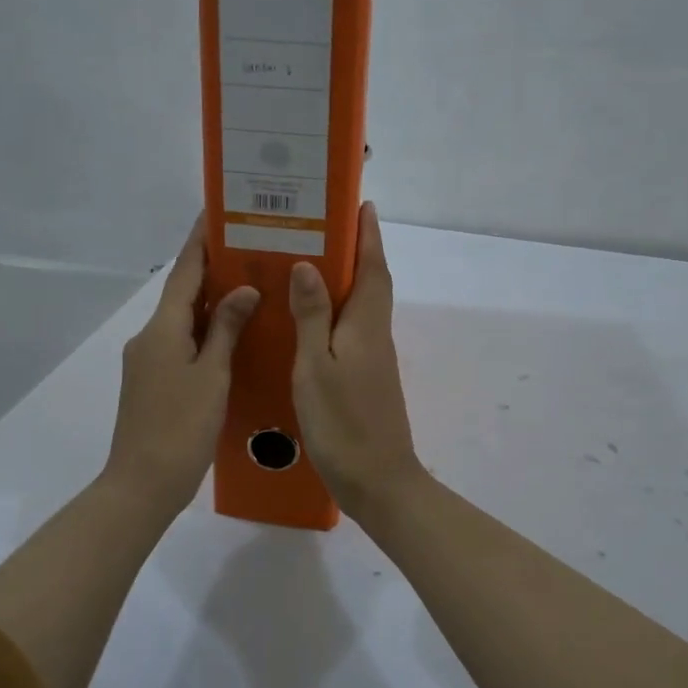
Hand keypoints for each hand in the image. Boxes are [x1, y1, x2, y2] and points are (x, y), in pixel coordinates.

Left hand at [102, 216, 259, 513]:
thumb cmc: (181, 427)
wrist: (142, 484)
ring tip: (248, 284)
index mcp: (163, 329)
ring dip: (210, 300)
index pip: (184, 272)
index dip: (201, 241)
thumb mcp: (211, 376)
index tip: (217, 211)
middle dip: (211, 268)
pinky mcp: (152, 381)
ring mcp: (148, 360)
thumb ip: (226, 329)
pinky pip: (182, 341)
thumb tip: (244, 289)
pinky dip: (205, 329)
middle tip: (249, 248)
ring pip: (183, 318)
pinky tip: (232, 334)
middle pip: (182, 292)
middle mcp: (150, 336)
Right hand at [289, 203, 425, 515]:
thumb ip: (312, 316)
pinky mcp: (366, 379)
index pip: (373, 267)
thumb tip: (309, 264)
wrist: (379, 482)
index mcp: (365, 325)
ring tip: (311, 264)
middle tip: (326, 227)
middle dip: (358, 251)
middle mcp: (375, 335)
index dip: (368, 235)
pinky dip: (337, 313)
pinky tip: (310, 320)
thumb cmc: (343, 423)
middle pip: (371, 283)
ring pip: (362, 306)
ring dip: (347, 280)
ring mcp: (373, 359)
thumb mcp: (316, 367)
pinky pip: (352, 330)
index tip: (362, 204)